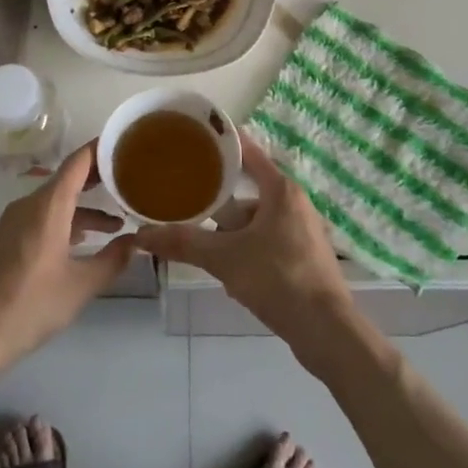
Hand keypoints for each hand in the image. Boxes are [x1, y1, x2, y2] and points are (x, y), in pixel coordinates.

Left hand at [0, 143, 132, 370]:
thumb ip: (113, 260)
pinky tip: (80, 244)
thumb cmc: (29, 306)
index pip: (78, 162)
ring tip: (114, 225)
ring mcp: (13, 222)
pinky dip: (65, 222)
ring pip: (55, 202)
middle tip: (130, 181)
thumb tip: (137, 241)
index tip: (126, 145)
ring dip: (83, 209)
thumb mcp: (80, 286)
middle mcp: (29, 205)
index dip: (102, 149)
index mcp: (48, 206)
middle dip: (98, 179)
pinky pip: (41, 217)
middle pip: (67, 179)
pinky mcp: (5, 240)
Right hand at [133, 136, 361, 369]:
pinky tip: (230, 271)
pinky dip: (248, 248)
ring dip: (232, 230)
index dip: (222, 143)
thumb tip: (142, 234)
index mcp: (280, 189)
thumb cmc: (278, 279)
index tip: (195, 137)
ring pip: (257, 219)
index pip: (248, 152)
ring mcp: (303, 230)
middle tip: (187, 196)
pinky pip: (268, 241)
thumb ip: (184, 243)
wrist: (325, 331)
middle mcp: (295, 202)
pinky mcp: (305, 257)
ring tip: (203, 241)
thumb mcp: (224, 258)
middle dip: (220, 197)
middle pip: (249, 189)